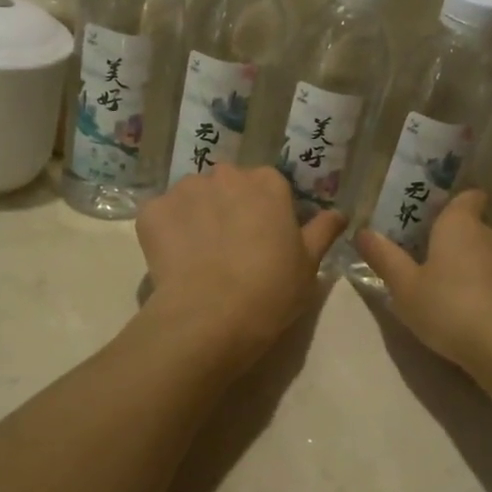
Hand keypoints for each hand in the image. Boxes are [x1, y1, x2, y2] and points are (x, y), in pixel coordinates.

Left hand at [135, 165, 344, 367]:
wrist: (210, 317)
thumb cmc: (271, 290)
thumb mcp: (309, 264)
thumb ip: (322, 231)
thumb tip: (339, 214)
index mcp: (268, 183)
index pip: (269, 187)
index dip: (266, 214)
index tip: (265, 241)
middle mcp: (226, 175)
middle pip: (228, 186)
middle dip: (229, 209)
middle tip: (232, 249)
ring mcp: (185, 190)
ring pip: (193, 198)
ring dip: (197, 217)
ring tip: (199, 257)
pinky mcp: (152, 211)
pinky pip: (162, 216)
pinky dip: (166, 232)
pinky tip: (175, 261)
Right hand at [355, 190, 491, 372]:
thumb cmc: (448, 307)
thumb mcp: (404, 287)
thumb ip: (384, 257)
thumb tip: (363, 231)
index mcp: (460, 225)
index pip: (468, 196)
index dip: (454, 203)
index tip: (433, 218)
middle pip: (474, 228)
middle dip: (455, 241)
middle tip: (427, 260)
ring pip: (488, 257)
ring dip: (472, 268)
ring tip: (448, 292)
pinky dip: (488, 291)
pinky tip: (473, 315)